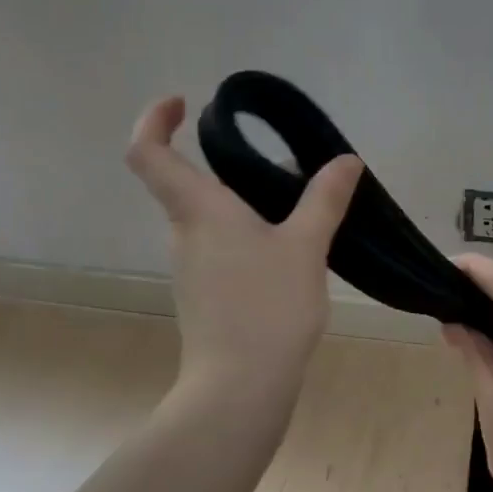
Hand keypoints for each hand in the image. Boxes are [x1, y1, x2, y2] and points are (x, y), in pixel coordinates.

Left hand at [127, 96, 362, 393]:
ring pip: (211, 222)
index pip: (148, 152)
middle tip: (287, 174)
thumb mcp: (305, 247)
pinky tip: (290, 262)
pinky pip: (222, 253)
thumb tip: (345, 160)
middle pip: (190, 186)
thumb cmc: (267, 308)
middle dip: (232, 171)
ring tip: (302, 221)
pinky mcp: (204, 298)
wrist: (240, 388)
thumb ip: (324, 199)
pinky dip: (249, 242)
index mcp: (198, 210)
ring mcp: (190, 270)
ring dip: (247, 210)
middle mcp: (184, 234)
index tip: (183, 103)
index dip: (154, 120)